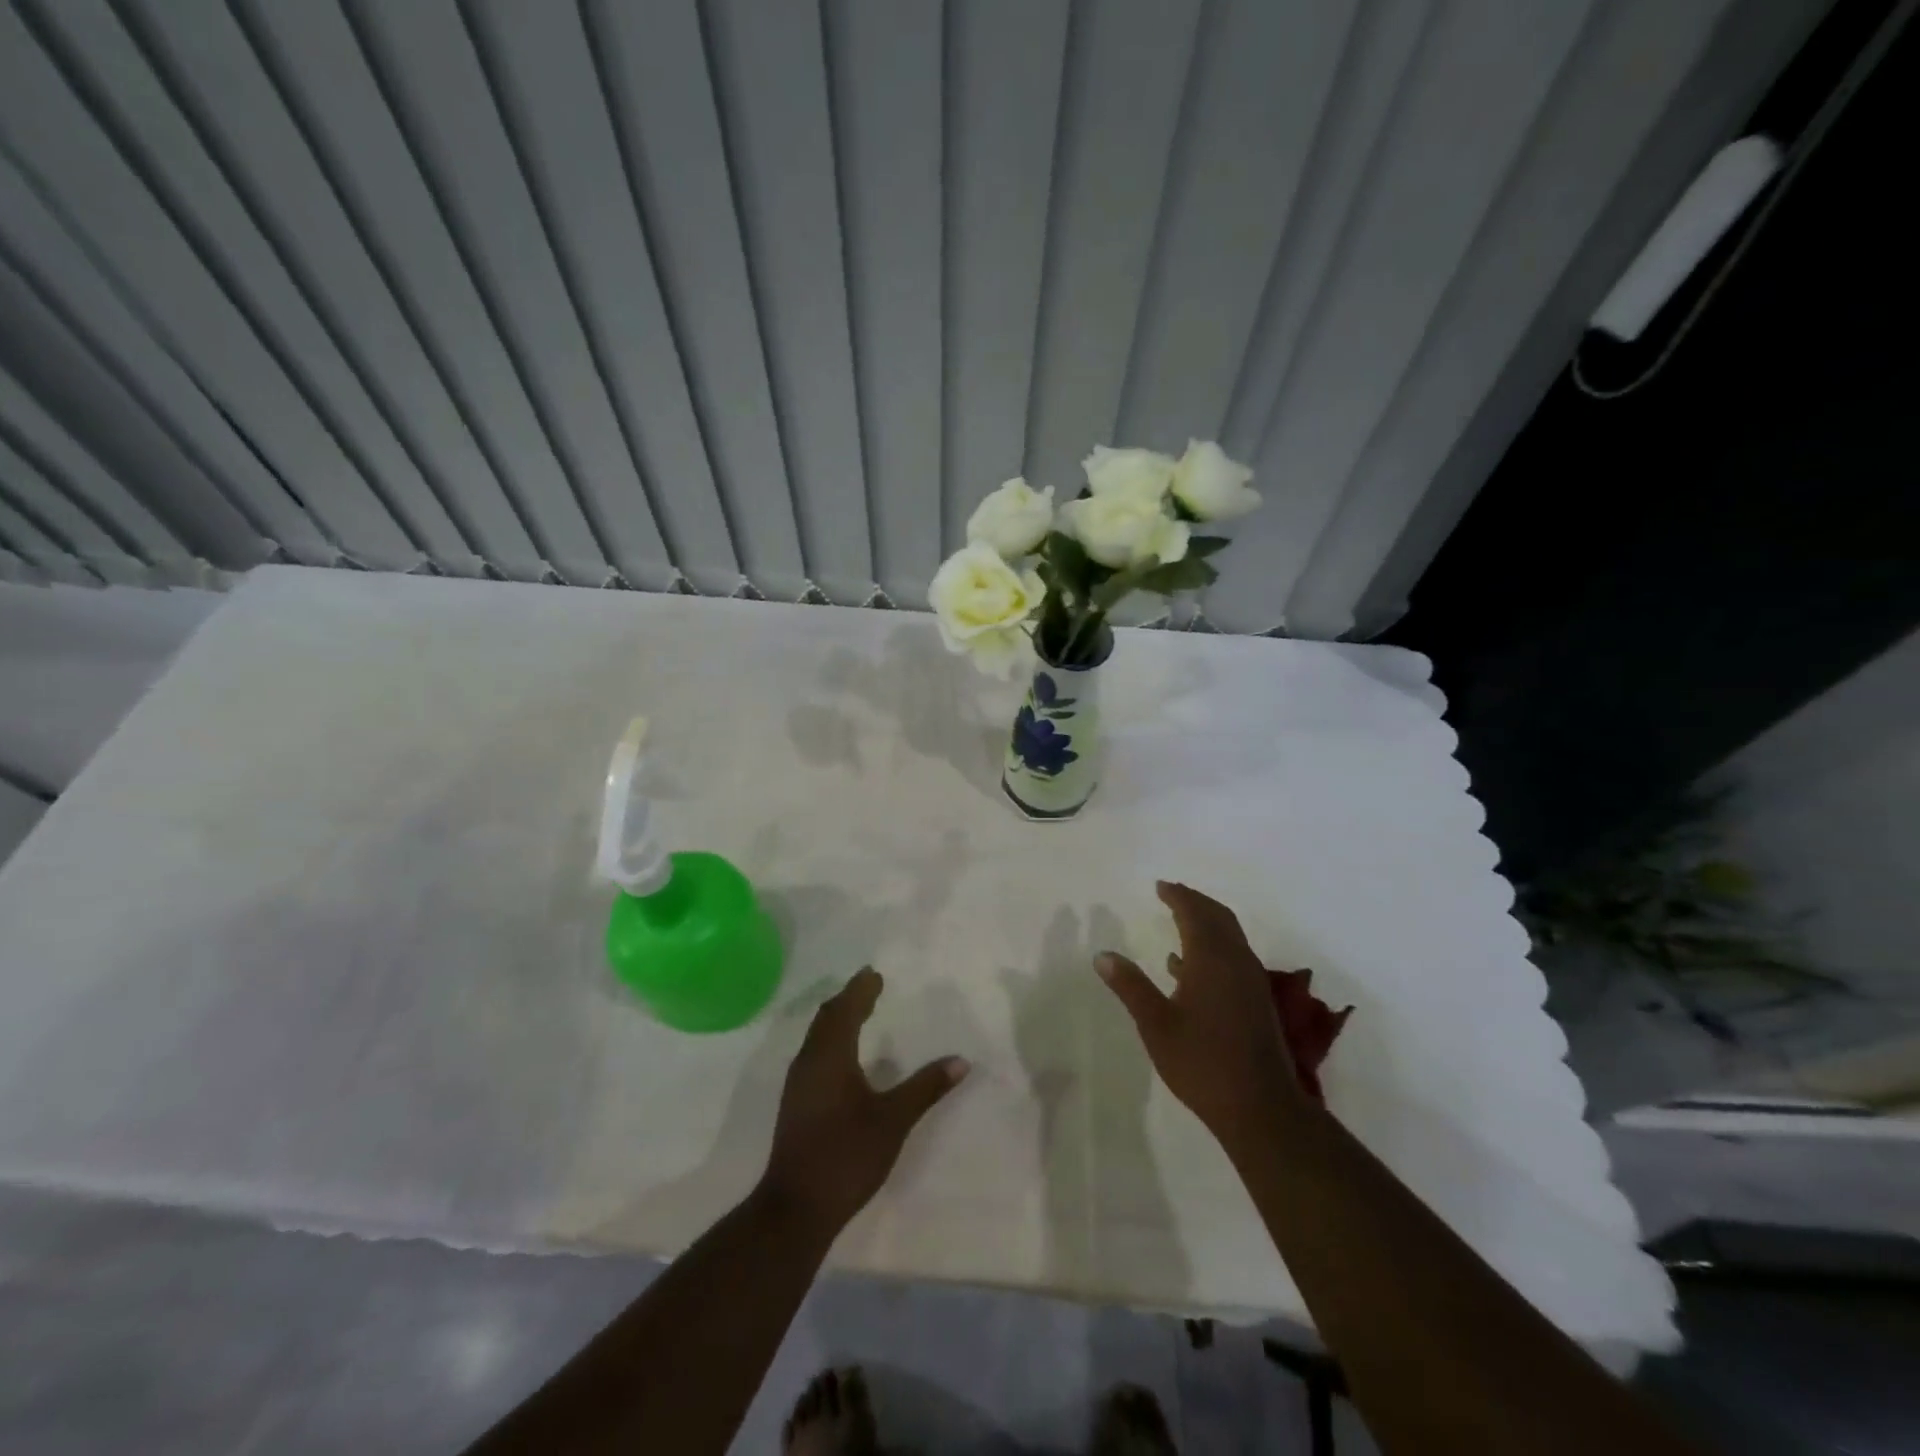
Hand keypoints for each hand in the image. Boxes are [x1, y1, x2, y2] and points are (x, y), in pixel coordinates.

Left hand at [759, 968, 969, 1237]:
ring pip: (817, 1036)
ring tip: (858, 1012)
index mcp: (831, 1056)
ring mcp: (798, 1083)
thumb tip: (961, 1061)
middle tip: (868, 986)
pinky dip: (830, 1039)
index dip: (860, 990)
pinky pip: (814, 1053)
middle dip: (848, 999)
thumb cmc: (846, 1155)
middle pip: (827, 1018)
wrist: (795, 1208)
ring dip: (837, 1019)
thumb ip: (925, 1088)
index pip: (845, 1009)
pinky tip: (842, 1056)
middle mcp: (810, 1061)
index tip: (875, 974)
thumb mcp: (893, 1120)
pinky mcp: (796, 1103)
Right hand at [1096, 882, 1306, 1154]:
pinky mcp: (1256, 1001)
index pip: (1194, 913)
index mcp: (1211, 959)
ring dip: (1206, 922)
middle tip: (1172, 894)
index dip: (1177, 896)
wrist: (1260, 1107)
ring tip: (1179, 921)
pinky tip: (1186, 968)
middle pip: (1218, 917)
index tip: (1160, 886)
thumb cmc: (1202, 1062)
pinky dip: (1213, 947)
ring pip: (1230, 937)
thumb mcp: (1155, 1024)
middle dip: (1195, 902)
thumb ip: (1130, 986)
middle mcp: (1236, 961)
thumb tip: (1102, 955)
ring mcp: (1251, 982)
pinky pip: (1233, 957)